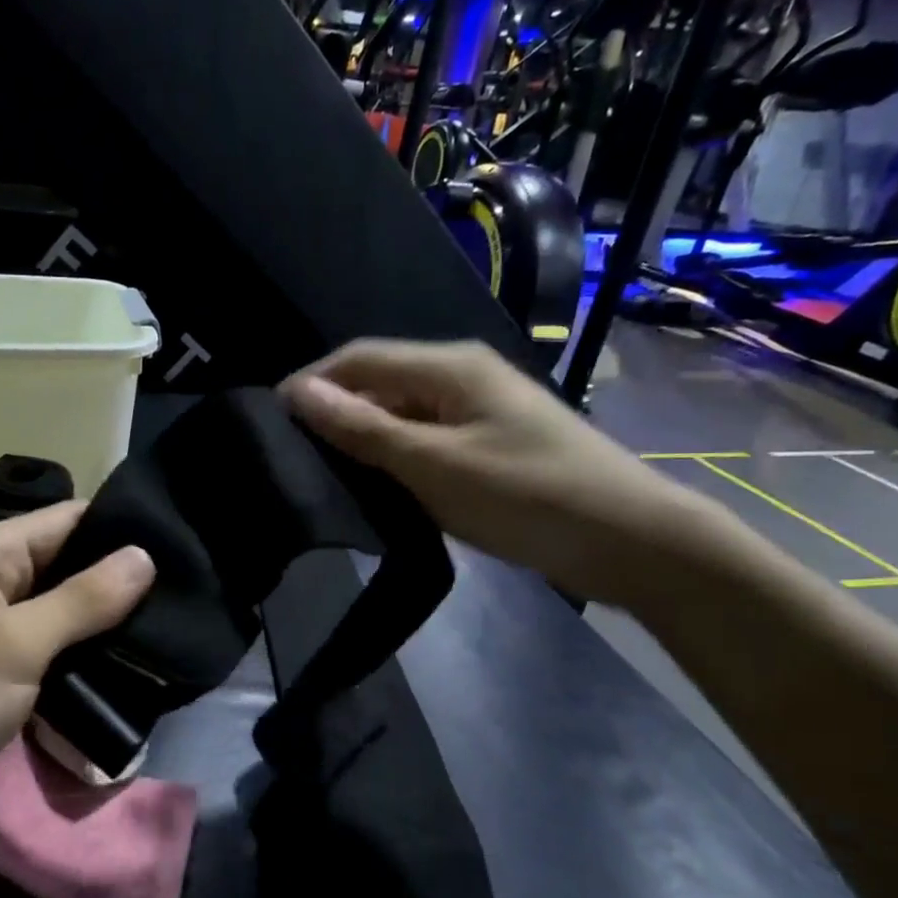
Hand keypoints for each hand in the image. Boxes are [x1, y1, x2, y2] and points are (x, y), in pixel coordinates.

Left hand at [0, 504, 155, 878]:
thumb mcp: (13, 645)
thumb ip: (82, 599)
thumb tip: (145, 555)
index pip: (66, 521)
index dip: (120, 528)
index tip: (183, 544)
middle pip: (69, 569)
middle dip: (122, 583)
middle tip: (190, 596)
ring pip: (66, 618)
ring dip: (110, 628)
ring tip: (175, 631)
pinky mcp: (1, 682)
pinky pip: (54, 659)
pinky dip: (88, 663)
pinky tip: (138, 668)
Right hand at [280, 339, 716, 605]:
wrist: (628, 539)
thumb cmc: (526, 496)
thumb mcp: (434, 465)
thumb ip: (364, 429)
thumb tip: (297, 392)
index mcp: (449, 366)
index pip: (360, 358)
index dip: (312, 383)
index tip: (269, 423)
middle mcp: (462, 376)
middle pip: (380, 381)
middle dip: (335, 411)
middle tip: (293, 456)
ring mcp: (479, 410)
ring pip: (402, 413)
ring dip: (364, 437)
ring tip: (324, 473)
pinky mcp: (490, 444)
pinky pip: (426, 439)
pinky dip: (395, 457)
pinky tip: (377, 485)